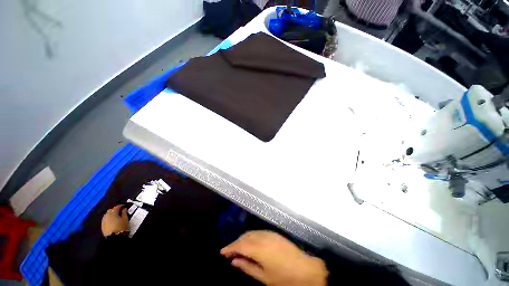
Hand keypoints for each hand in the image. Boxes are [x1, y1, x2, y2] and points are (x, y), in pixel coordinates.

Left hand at [101, 205, 128, 236]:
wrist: (114, 237)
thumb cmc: (121, 226)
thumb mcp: (125, 219)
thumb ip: (124, 213)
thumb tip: (124, 209)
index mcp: (113, 213)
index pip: (116, 207)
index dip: (120, 206)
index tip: (124, 206)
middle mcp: (107, 215)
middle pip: (110, 210)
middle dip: (114, 209)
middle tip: (120, 211)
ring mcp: (104, 220)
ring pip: (107, 214)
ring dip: (111, 214)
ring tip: (116, 216)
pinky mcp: (102, 225)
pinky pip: (105, 219)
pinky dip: (109, 218)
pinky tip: (112, 220)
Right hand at [220, 230, 327, 285]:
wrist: (305, 269)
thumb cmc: (283, 277)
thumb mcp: (264, 277)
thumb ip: (247, 267)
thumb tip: (234, 261)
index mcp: (259, 248)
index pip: (240, 245)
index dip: (230, 247)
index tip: (222, 252)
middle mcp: (263, 237)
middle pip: (245, 236)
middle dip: (236, 242)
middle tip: (229, 252)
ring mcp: (269, 233)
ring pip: (251, 233)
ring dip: (243, 238)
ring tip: (238, 248)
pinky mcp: (274, 233)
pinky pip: (258, 232)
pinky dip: (251, 236)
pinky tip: (251, 243)